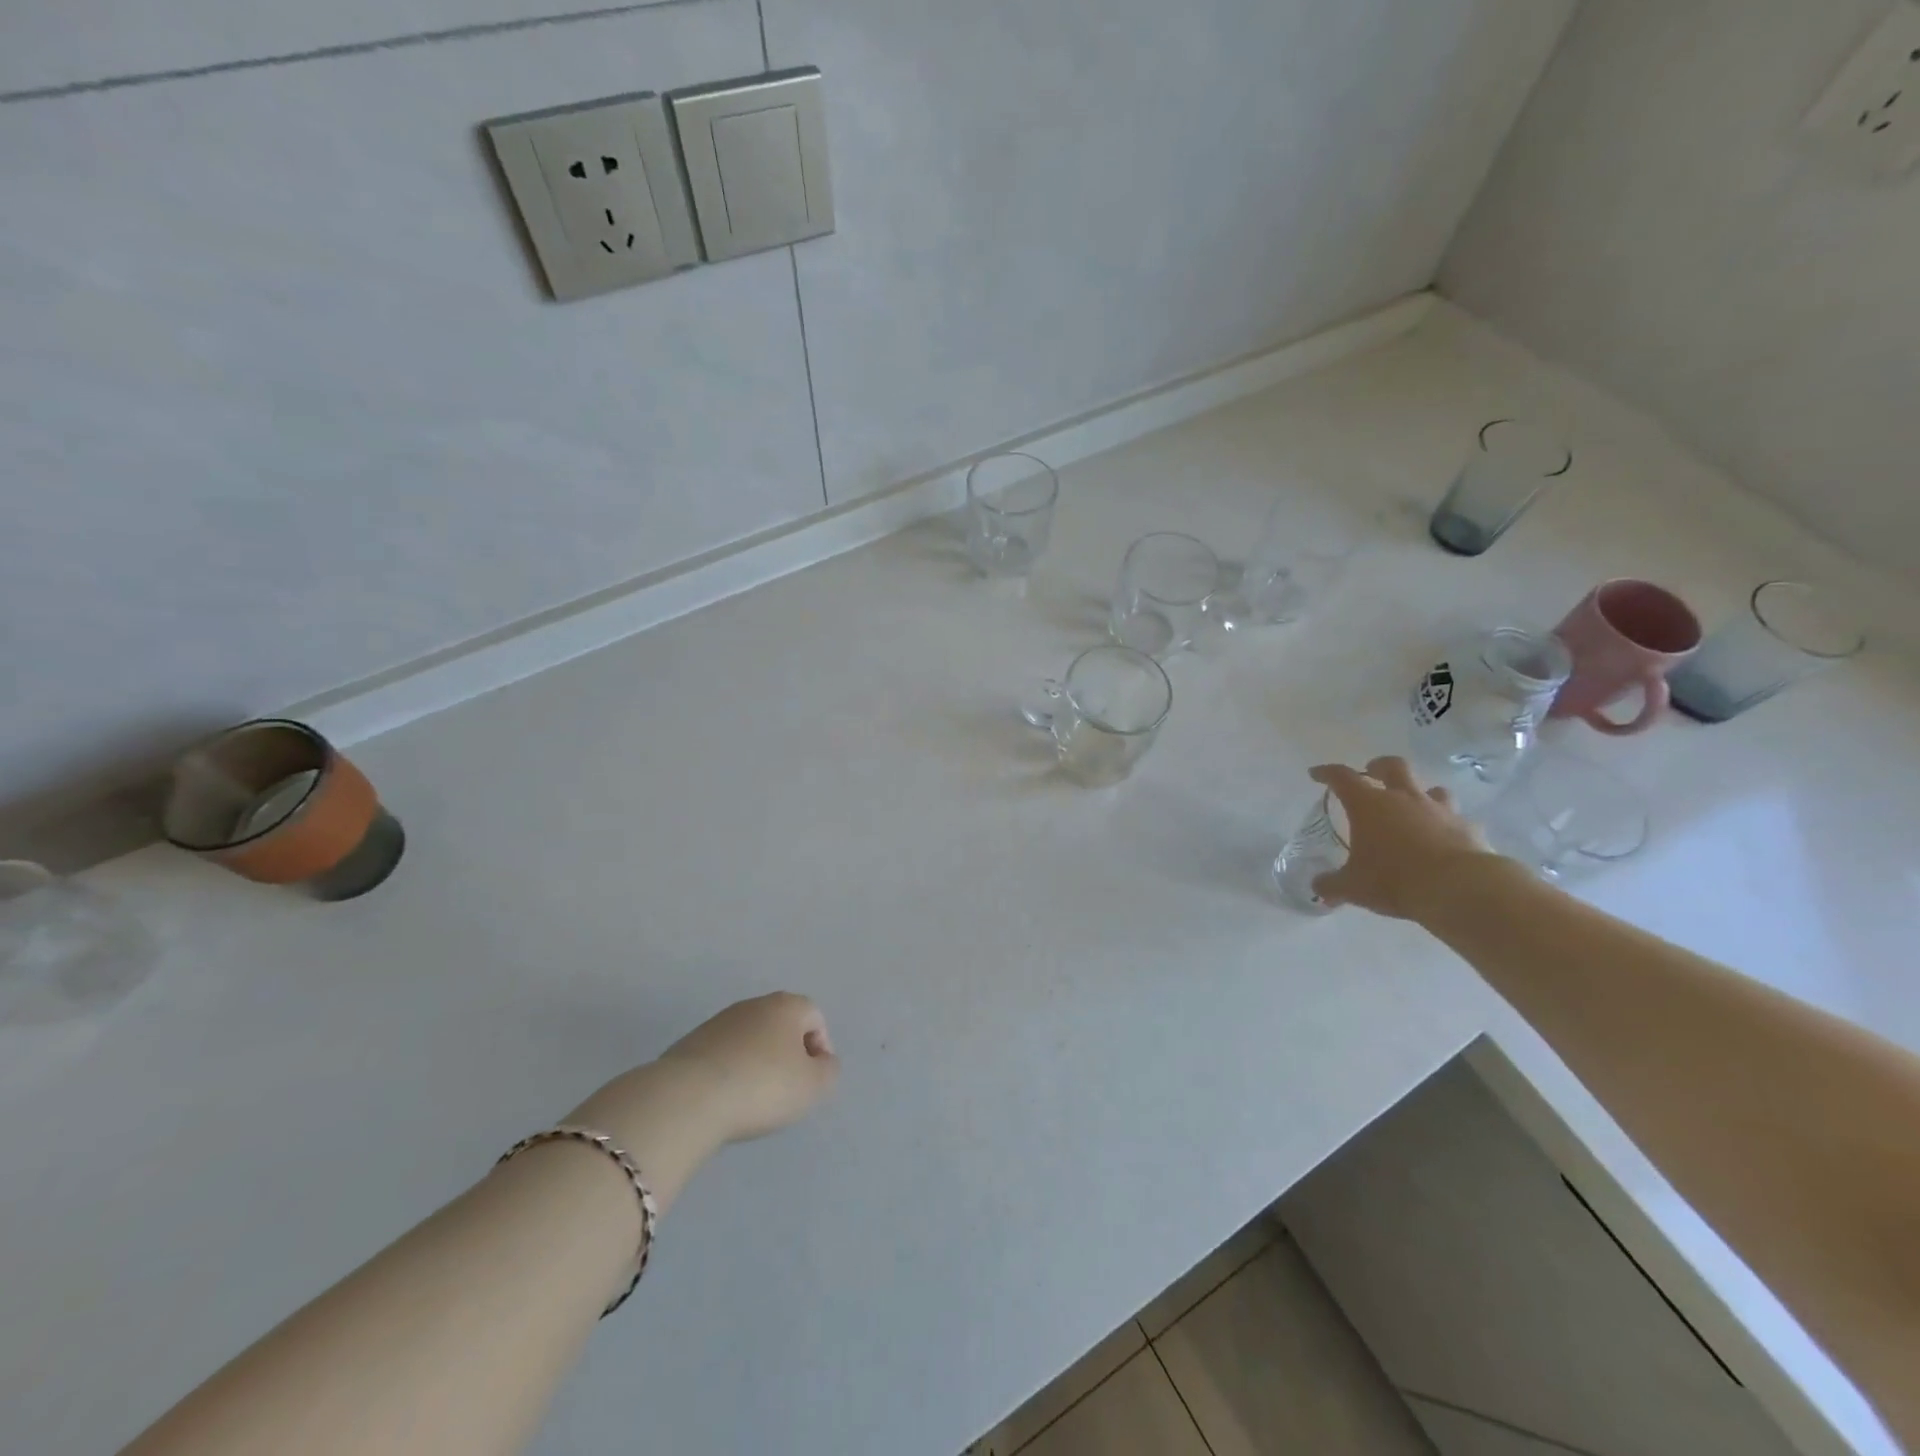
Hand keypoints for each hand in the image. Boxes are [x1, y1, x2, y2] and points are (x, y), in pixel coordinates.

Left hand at [656, 992, 840, 1143]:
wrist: (688, 1098)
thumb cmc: (762, 1087)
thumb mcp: (813, 1086)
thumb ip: (829, 1071)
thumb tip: (822, 1062)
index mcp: (787, 1005)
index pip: (815, 1018)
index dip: (820, 1050)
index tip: (811, 1082)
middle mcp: (754, 1004)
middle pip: (782, 1026)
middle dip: (788, 1055)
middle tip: (786, 1091)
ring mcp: (719, 1021)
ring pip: (751, 1040)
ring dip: (758, 1064)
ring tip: (753, 1100)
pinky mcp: (691, 1043)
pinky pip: (724, 1055)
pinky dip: (731, 1072)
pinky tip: (726, 1099)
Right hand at [1309, 756, 1494, 920]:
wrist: (1459, 888)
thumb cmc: (1394, 879)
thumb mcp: (1353, 887)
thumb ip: (1332, 884)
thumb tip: (1319, 887)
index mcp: (1369, 805)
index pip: (1342, 777)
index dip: (1327, 773)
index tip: (1316, 773)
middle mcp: (1404, 798)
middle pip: (1393, 766)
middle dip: (1379, 767)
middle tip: (1372, 773)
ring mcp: (1439, 810)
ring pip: (1431, 788)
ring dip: (1421, 793)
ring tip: (1414, 807)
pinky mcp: (1468, 828)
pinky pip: (1457, 819)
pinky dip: (1448, 824)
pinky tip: (1445, 838)